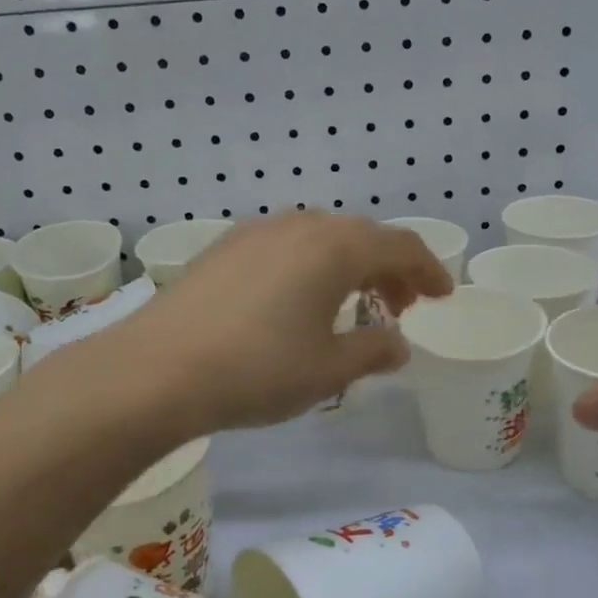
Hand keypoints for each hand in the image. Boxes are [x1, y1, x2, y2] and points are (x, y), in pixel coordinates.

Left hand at [118, 213, 453, 434]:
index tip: (442, 297)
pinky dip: (308, 266)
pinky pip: (284, 246)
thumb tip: (398, 345)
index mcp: (335, 248)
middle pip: (361, 236)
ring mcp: (255, 232)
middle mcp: (299, 226)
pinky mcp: (223, 248)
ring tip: (350, 305)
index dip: (429, 270)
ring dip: (347, 265)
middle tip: (398, 307)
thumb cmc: (257, 370)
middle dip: (389, 269)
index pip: (401, 246)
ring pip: (320, 237)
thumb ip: (373, 351)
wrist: (155, 371)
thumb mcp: (328, 371)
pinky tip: (295, 302)